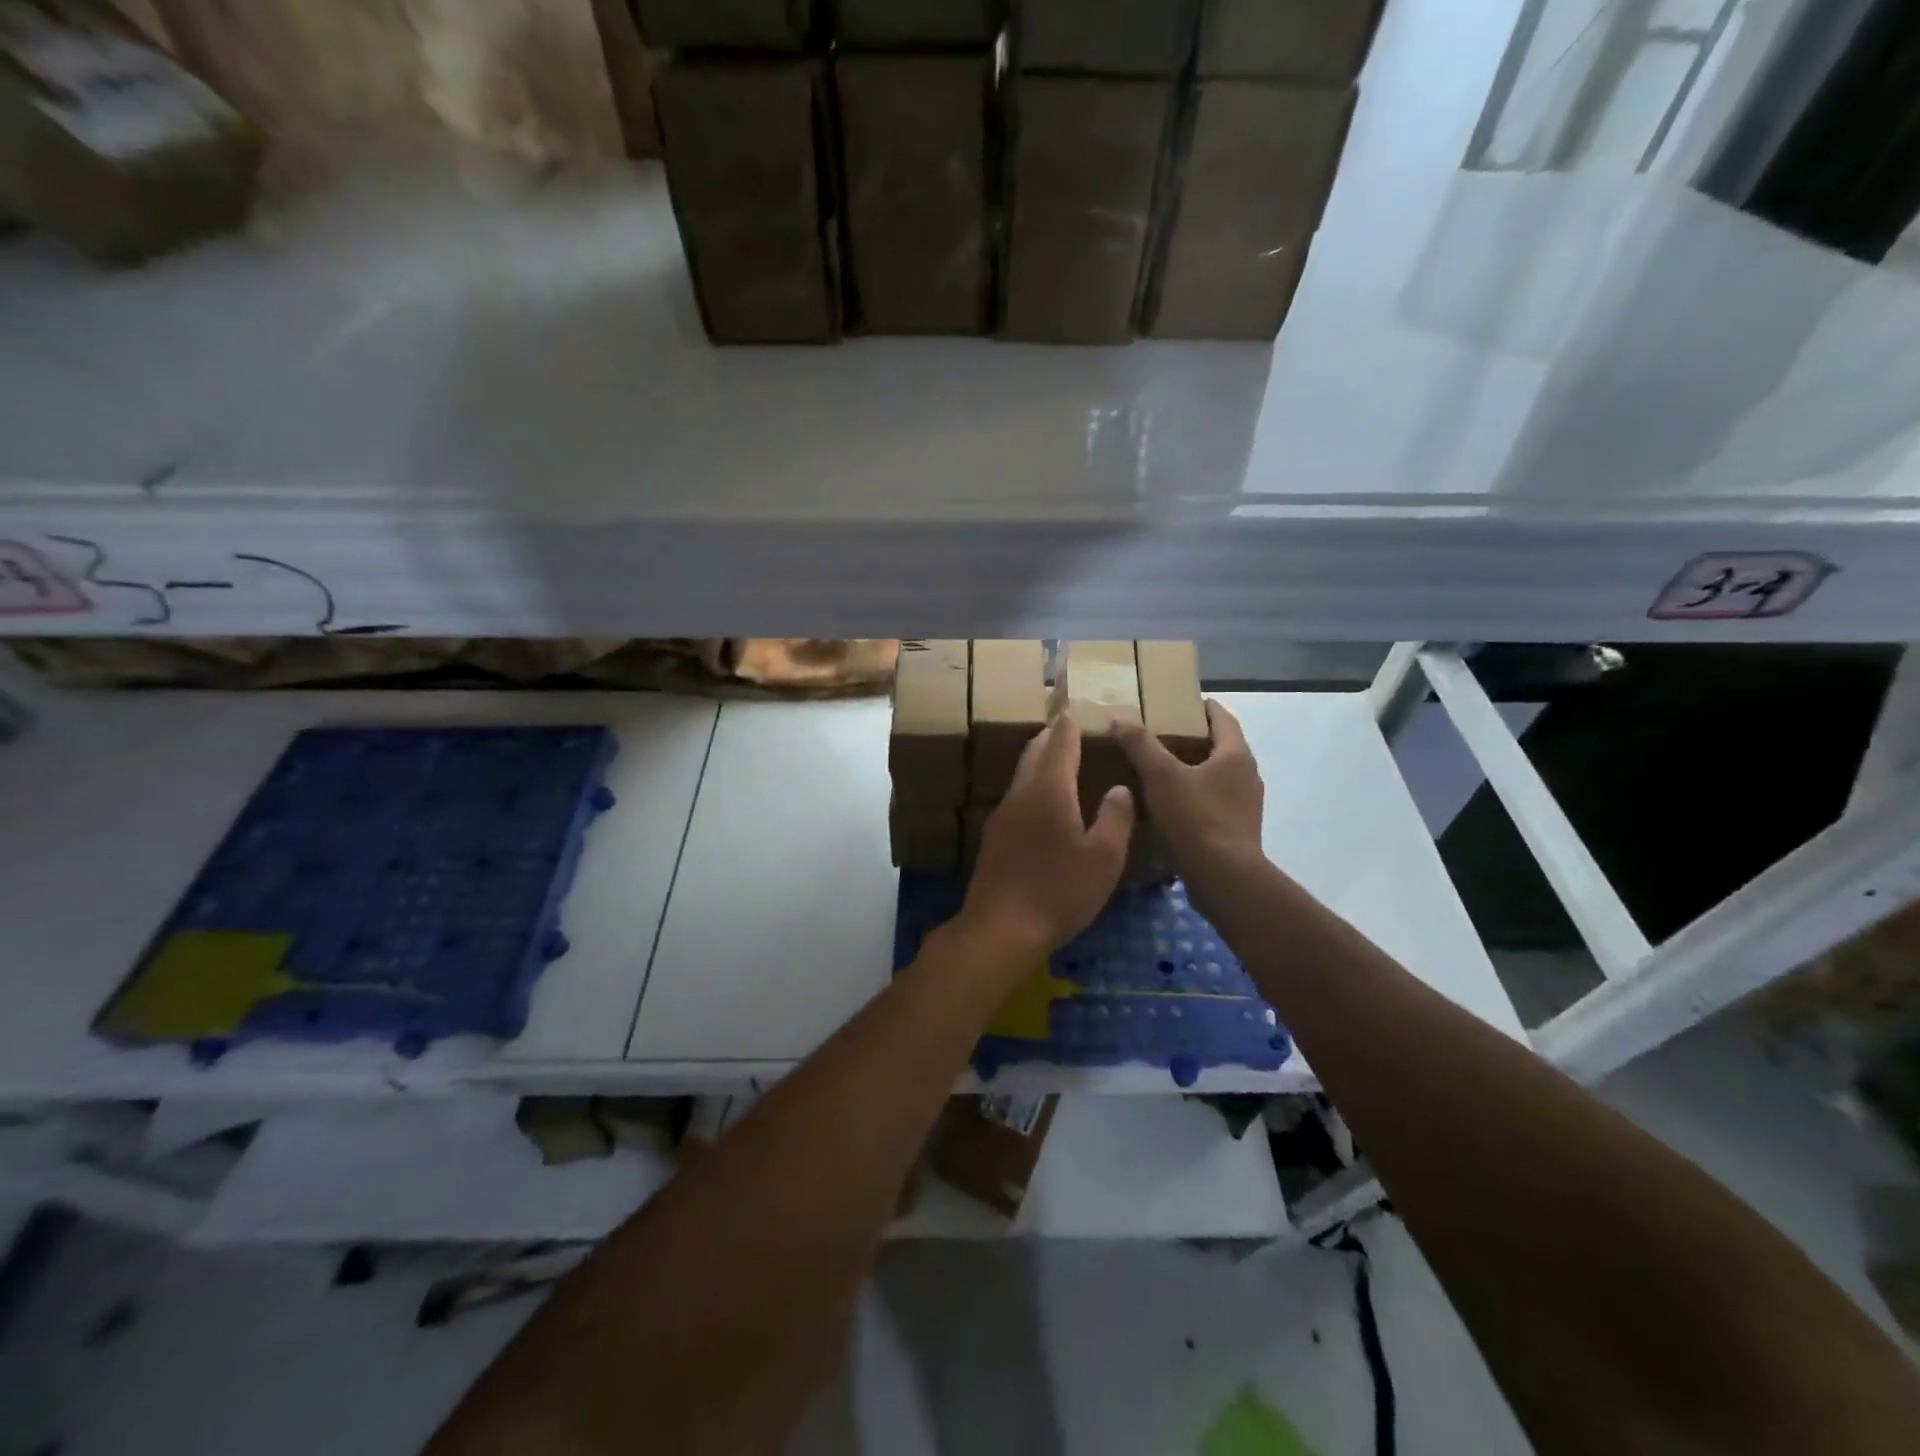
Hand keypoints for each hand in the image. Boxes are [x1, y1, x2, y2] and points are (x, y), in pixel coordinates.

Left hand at [960, 713, 1133, 960]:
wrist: (1000, 928)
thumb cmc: (1059, 890)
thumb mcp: (1104, 857)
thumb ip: (1116, 817)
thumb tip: (1120, 787)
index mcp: (1049, 789)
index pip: (1060, 743)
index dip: (1069, 723)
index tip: (1073, 705)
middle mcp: (1021, 794)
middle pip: (1034, 753)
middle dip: (1051, 737)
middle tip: (1068, 727)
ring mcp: (1002, 816)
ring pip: (1022, 776)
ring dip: (1040, 762)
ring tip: (1060, 762)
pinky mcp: (994, 839)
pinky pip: (1017, 799)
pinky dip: (1033, 787)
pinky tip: (1044, 806)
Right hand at [1114, 700, 1263, 883]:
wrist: (1224, 878)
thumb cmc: (1196, 818)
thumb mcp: (1160, 776)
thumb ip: (1140, 744)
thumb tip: (1120, 719)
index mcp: (1236, 755)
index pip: (1222, 717)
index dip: (1201, 707)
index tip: (1178, 702)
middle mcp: (1248, 776)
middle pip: (1221, 747)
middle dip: (1193, 739)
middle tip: (1160, 735)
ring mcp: (1246, 805)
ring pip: (1217, 776)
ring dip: (1194, 770)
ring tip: (1160, 771)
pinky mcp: (1238, 830)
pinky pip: (1214, 802)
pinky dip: (1195, 797)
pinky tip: (1171, 807)